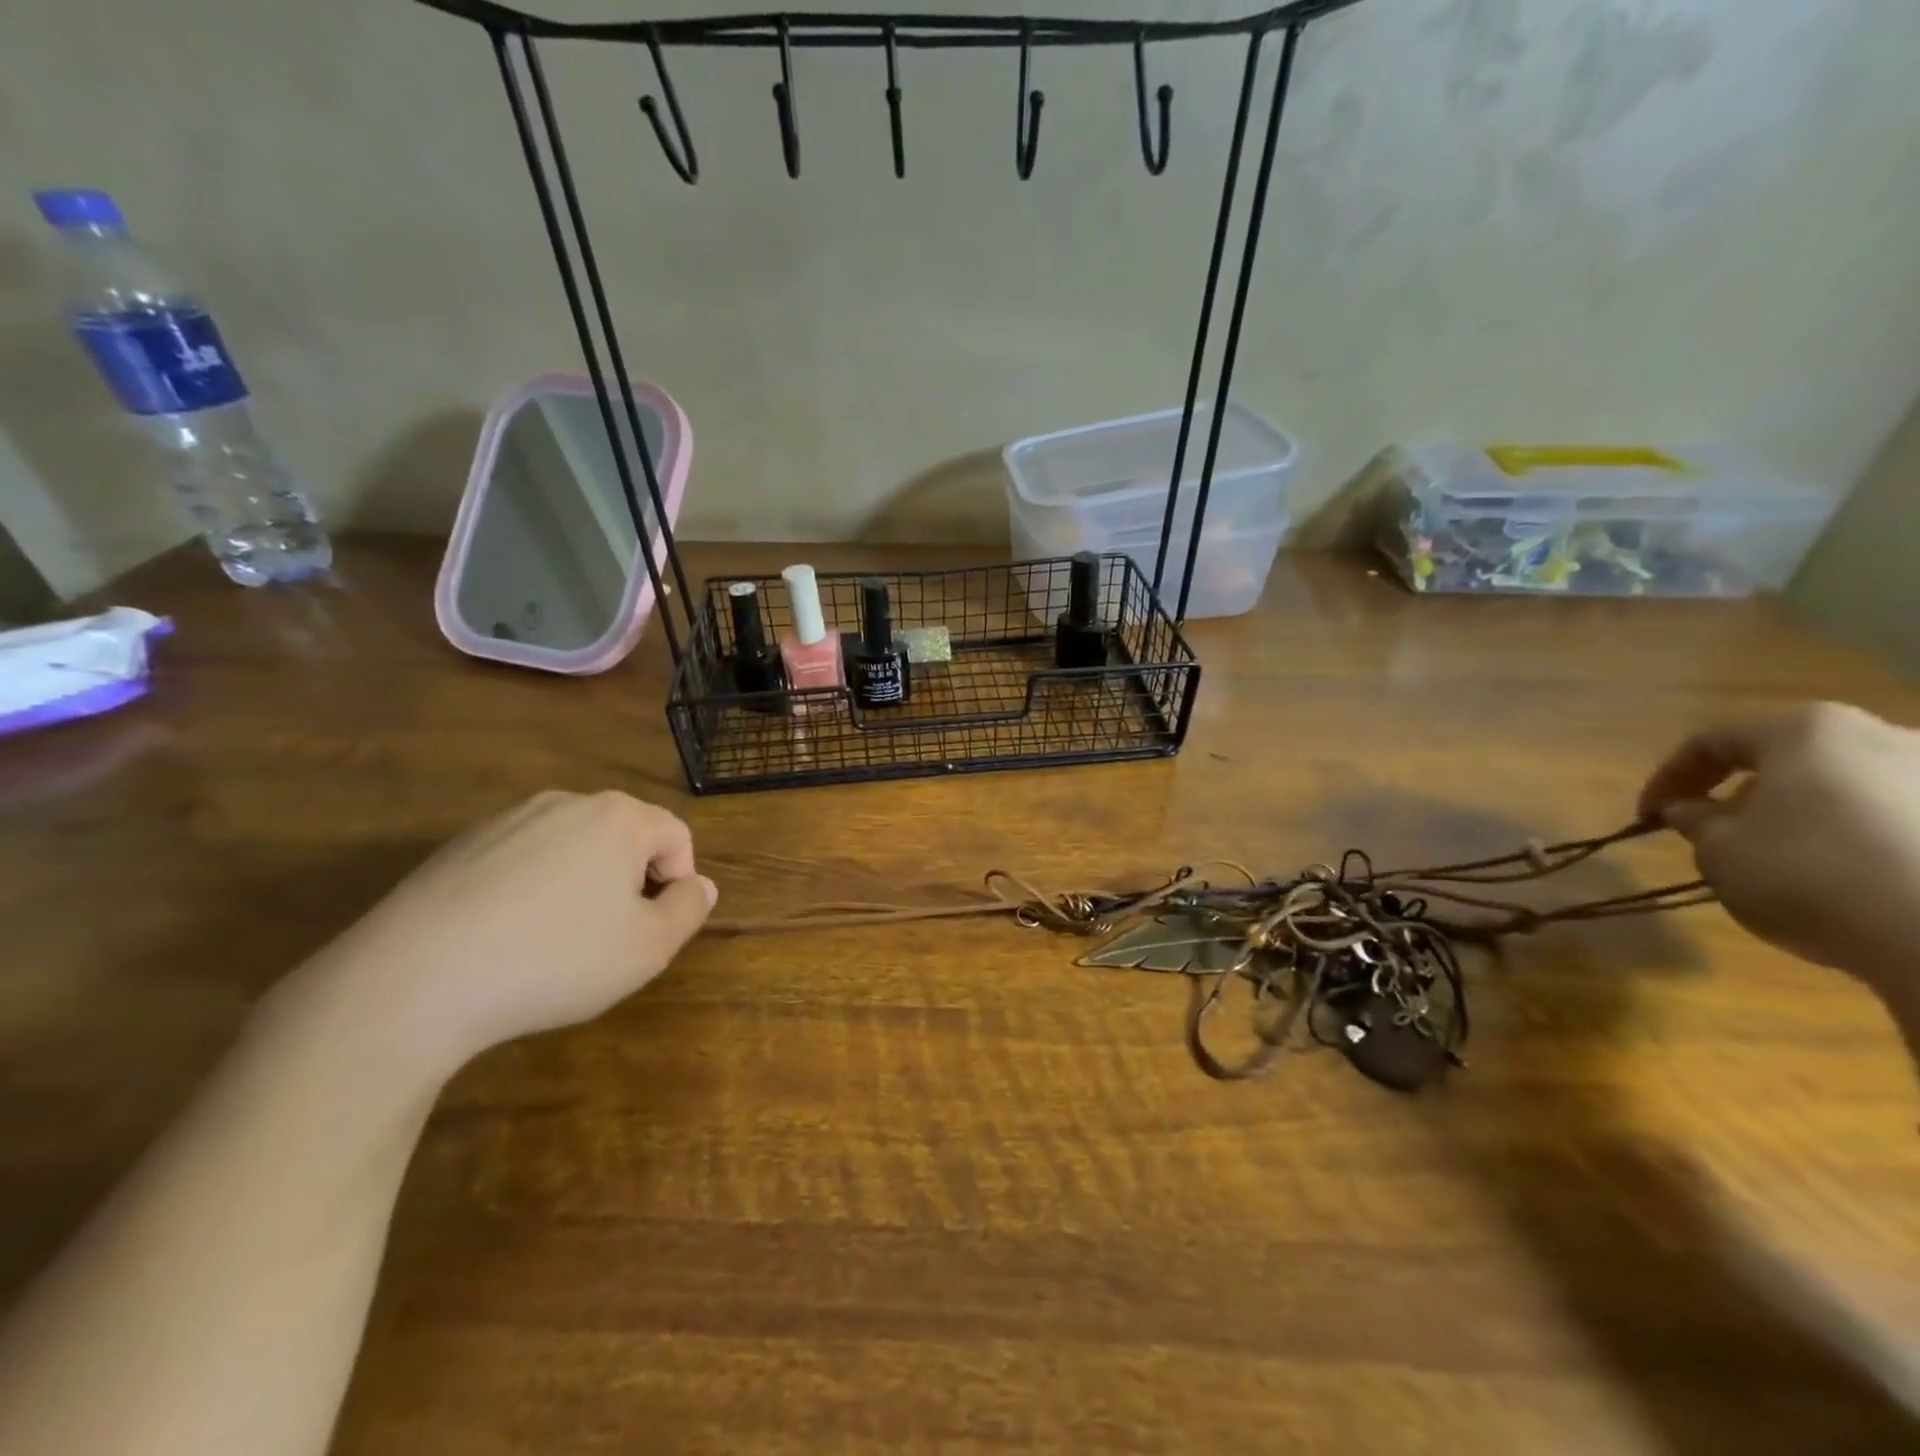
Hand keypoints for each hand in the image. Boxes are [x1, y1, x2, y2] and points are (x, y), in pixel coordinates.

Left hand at [292, 791, 716, 1075]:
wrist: (411, 981)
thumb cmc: (554, 959)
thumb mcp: (649, 948)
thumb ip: (689, 910)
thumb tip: (699, 885)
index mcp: (617, 817)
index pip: (676, 836)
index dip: (679, 883)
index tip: (655, 929)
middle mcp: (565, 804)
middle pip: (624, 836)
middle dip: (630, 883)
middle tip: (611, 938)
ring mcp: (505, 822)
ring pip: (571, 849)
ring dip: (581, 887)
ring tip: (556, 943)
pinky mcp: (458, 849)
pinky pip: (520, 863)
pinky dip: (530, 893)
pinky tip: (505, 941)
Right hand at [1639, 703, 1919, 990]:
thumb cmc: (1811, 875)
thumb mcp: (1720, 852)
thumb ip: (1696, 821)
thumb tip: (1688, 810)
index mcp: (1807, 730)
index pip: (1711, 741)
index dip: (1667, 778)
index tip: (1647, 816)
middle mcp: (1885, 734)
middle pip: (1790, 758)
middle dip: (1745, 794)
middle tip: (1718, 836)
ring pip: (1851, 787)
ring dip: (1807, 815)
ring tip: (1787, 862)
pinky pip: (1901, 820)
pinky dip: (1865, 840)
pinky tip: (1855, 881)